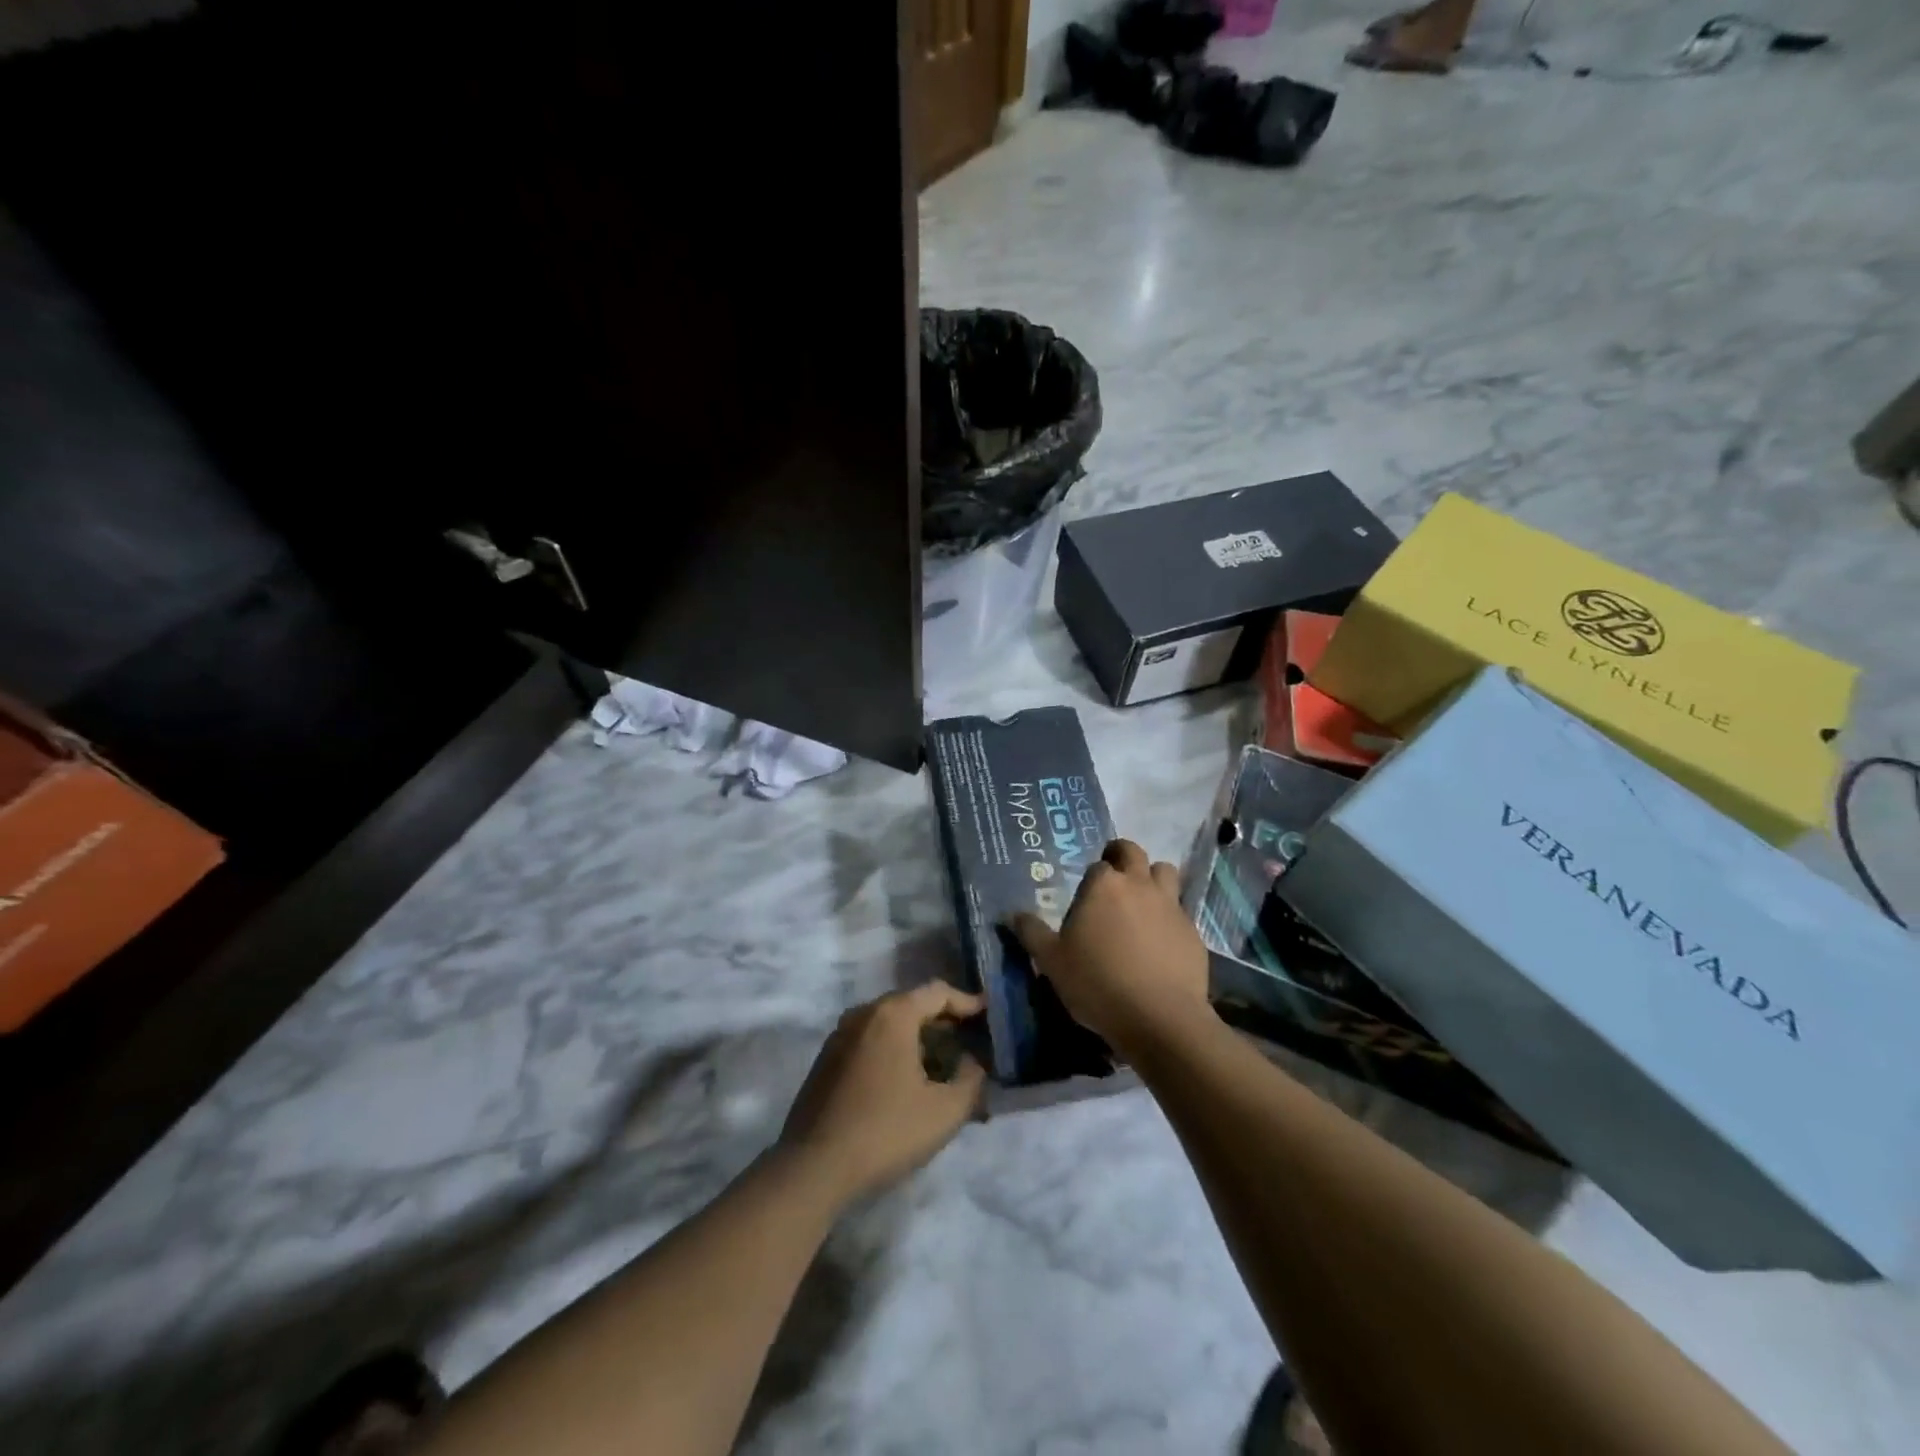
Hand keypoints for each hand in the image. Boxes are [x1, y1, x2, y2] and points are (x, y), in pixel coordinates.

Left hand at [778, 982, 986, 1204]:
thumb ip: (971, 1081)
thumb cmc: (885, 1131)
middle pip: (912, 1004)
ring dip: (917, 1036)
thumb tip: (972, 1064)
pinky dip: (893, 1049)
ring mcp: (840, 1035)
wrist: (813, 1167)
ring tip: (940, 1062)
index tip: (988, 1012)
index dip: (967, 1001)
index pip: (938, 992)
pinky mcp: (827, 1059)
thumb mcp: (945, 1112)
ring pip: (889, 1023)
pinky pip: (870, 1040)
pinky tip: (905, 1079)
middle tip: (968, 1040)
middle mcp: (864, 1013)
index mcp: (893, 1014)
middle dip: (942, 1020)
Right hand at [1010, 838, 1211, 1055]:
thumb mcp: (1051, 961)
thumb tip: (1013, 914)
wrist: (1160, 1018)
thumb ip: (1032, 933)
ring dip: (1152, 878)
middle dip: (1121, 856)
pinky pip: (1180, 910)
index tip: (1086, 895)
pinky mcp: (1192, 931)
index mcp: (1103, 886)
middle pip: (1133, 852)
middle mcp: (1139, 885)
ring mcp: (1171, 905)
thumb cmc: (1097, 984)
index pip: (1097, 865)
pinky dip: (1169, 915)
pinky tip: (1160, 941)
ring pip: (1165, 872)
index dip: (1091, 877)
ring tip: (1141, 901)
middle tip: (1113, 877)